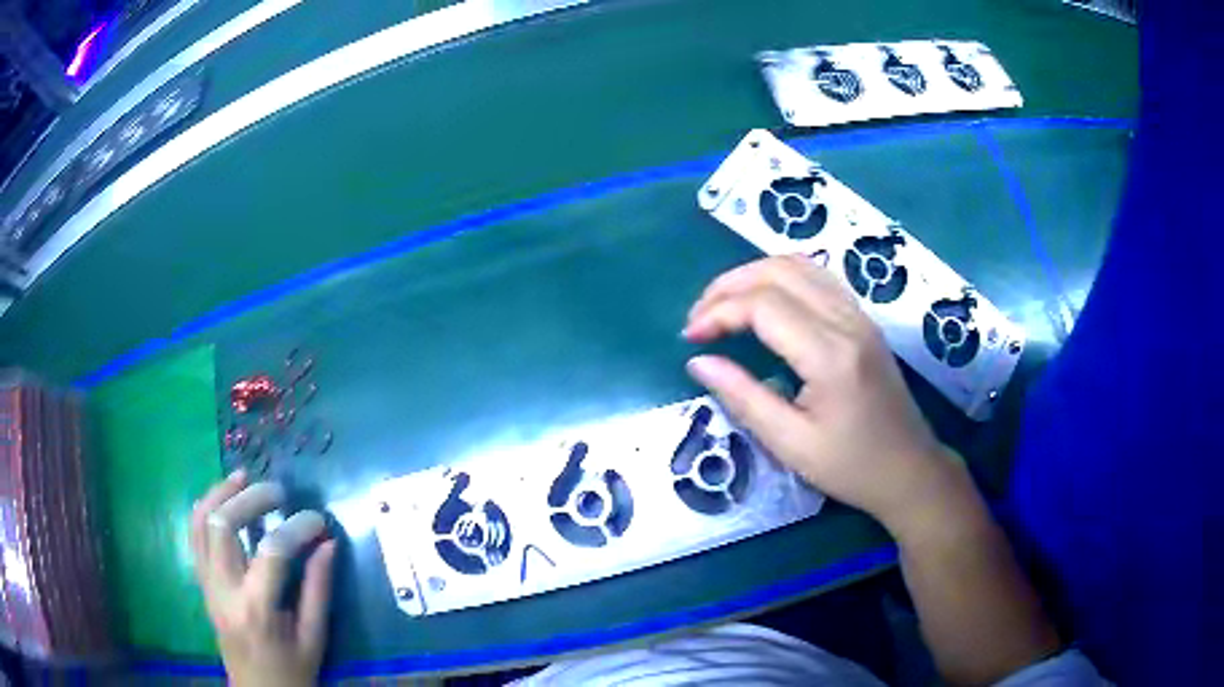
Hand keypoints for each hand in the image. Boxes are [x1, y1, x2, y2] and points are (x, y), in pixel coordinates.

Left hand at [191, 471, 336, 686]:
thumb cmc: (291, 671)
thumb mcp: (314, 638)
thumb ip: (319, 589)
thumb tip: (328, 543)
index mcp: (257, 609)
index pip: (272, 552)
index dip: (297, 528)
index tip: (318, 520)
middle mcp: (224, 590)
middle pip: (223, 525)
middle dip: (251, 499)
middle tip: (279, 492)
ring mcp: (207, 584)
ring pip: (199, 523)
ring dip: (219, 494)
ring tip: (242, 477)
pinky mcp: (202, 583)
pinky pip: (193, 535)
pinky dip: (205, 509)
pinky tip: (223, 499)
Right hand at [683, 256, 965, 533]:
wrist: (909, 470)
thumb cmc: (850, 467)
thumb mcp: (790, 444)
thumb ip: (742, 397)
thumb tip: (698, 361)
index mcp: (829, 354)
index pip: (763, 305)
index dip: (718, 312)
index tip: (690, 338)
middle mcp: (847, 321)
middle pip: (779, 271)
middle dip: (729, 285)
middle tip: (699, 318)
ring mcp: (859, 316)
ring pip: (799, 264)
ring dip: (753, 275)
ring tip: (723, 306)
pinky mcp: (863, 320)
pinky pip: (818, 278)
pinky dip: (781, 277)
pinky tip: (764, 302)